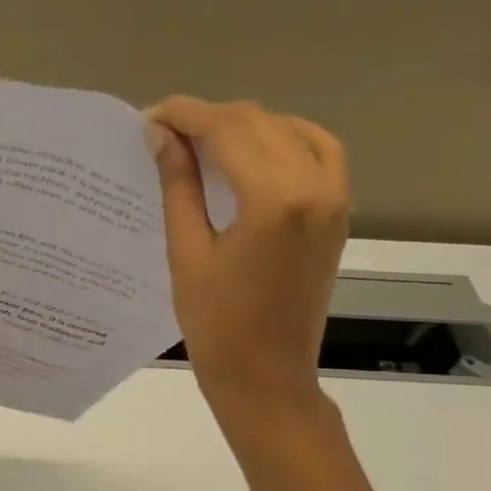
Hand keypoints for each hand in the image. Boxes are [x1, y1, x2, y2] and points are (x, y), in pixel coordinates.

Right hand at [146, 97, 350, 419]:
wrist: (267, 376)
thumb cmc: (216, 326)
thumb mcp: (187, 253)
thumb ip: (179, 186)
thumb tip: (162, 134)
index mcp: (273, 199)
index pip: (226, 130)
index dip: (185, 115)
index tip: (150, 116)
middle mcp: (315, 185)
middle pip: (258, 123)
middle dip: (209, 118)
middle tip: (165, 132)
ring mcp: (335, 197)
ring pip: (289, 130)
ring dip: (245, 126)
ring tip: (203, 140)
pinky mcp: (340, 211)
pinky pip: (319, 151)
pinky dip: (285, 138)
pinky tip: (254, 150)